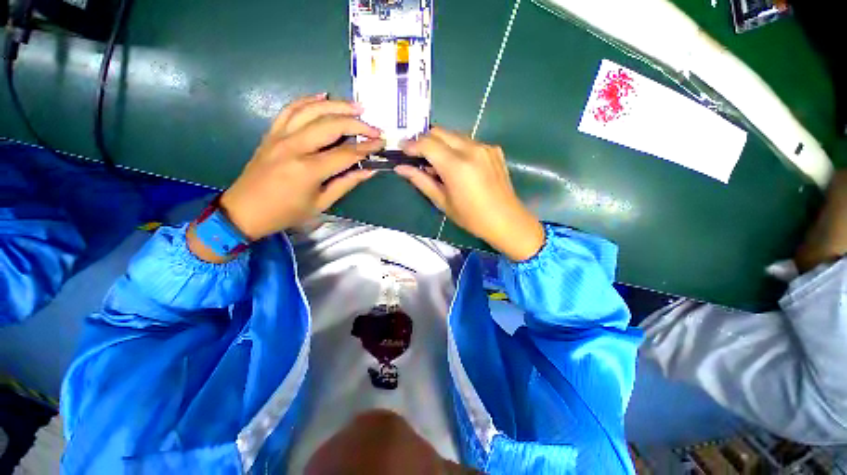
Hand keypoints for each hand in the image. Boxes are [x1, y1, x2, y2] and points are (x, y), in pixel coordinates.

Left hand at [219, 94, 383, 240]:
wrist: (244, 211)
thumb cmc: (286, 213)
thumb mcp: (321, 204)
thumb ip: (346, 183)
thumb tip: (369, 170)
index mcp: (308, 170)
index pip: (346, 153)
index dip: (367, 148)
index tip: (381, 144)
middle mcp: (294, 147)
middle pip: (331, 125)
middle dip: (357, 124)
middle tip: (374, 127)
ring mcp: (280, 136)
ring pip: (311, 110)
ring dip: (336, 105)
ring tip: (356, 106)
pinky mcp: (271, 133)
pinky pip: (290, 109)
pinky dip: (308, 100)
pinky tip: (323, 97)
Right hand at [395, 127, 543, 260]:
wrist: (506, 220)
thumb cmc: (471, 217)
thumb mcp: (443, 202)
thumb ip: (421, 181)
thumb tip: (401, 168)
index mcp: (457, 165)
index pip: (427, 143)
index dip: (411, 145)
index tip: (402, 150)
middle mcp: (471, 149)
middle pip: (440, 132)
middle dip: (425, 141)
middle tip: (417, 156)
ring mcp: (485, 147)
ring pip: (454, 135)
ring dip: (441, 144)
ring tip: (437, 163)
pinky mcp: (494, 149)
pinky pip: (469, 142)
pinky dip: (457, 148)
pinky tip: (457, 165)